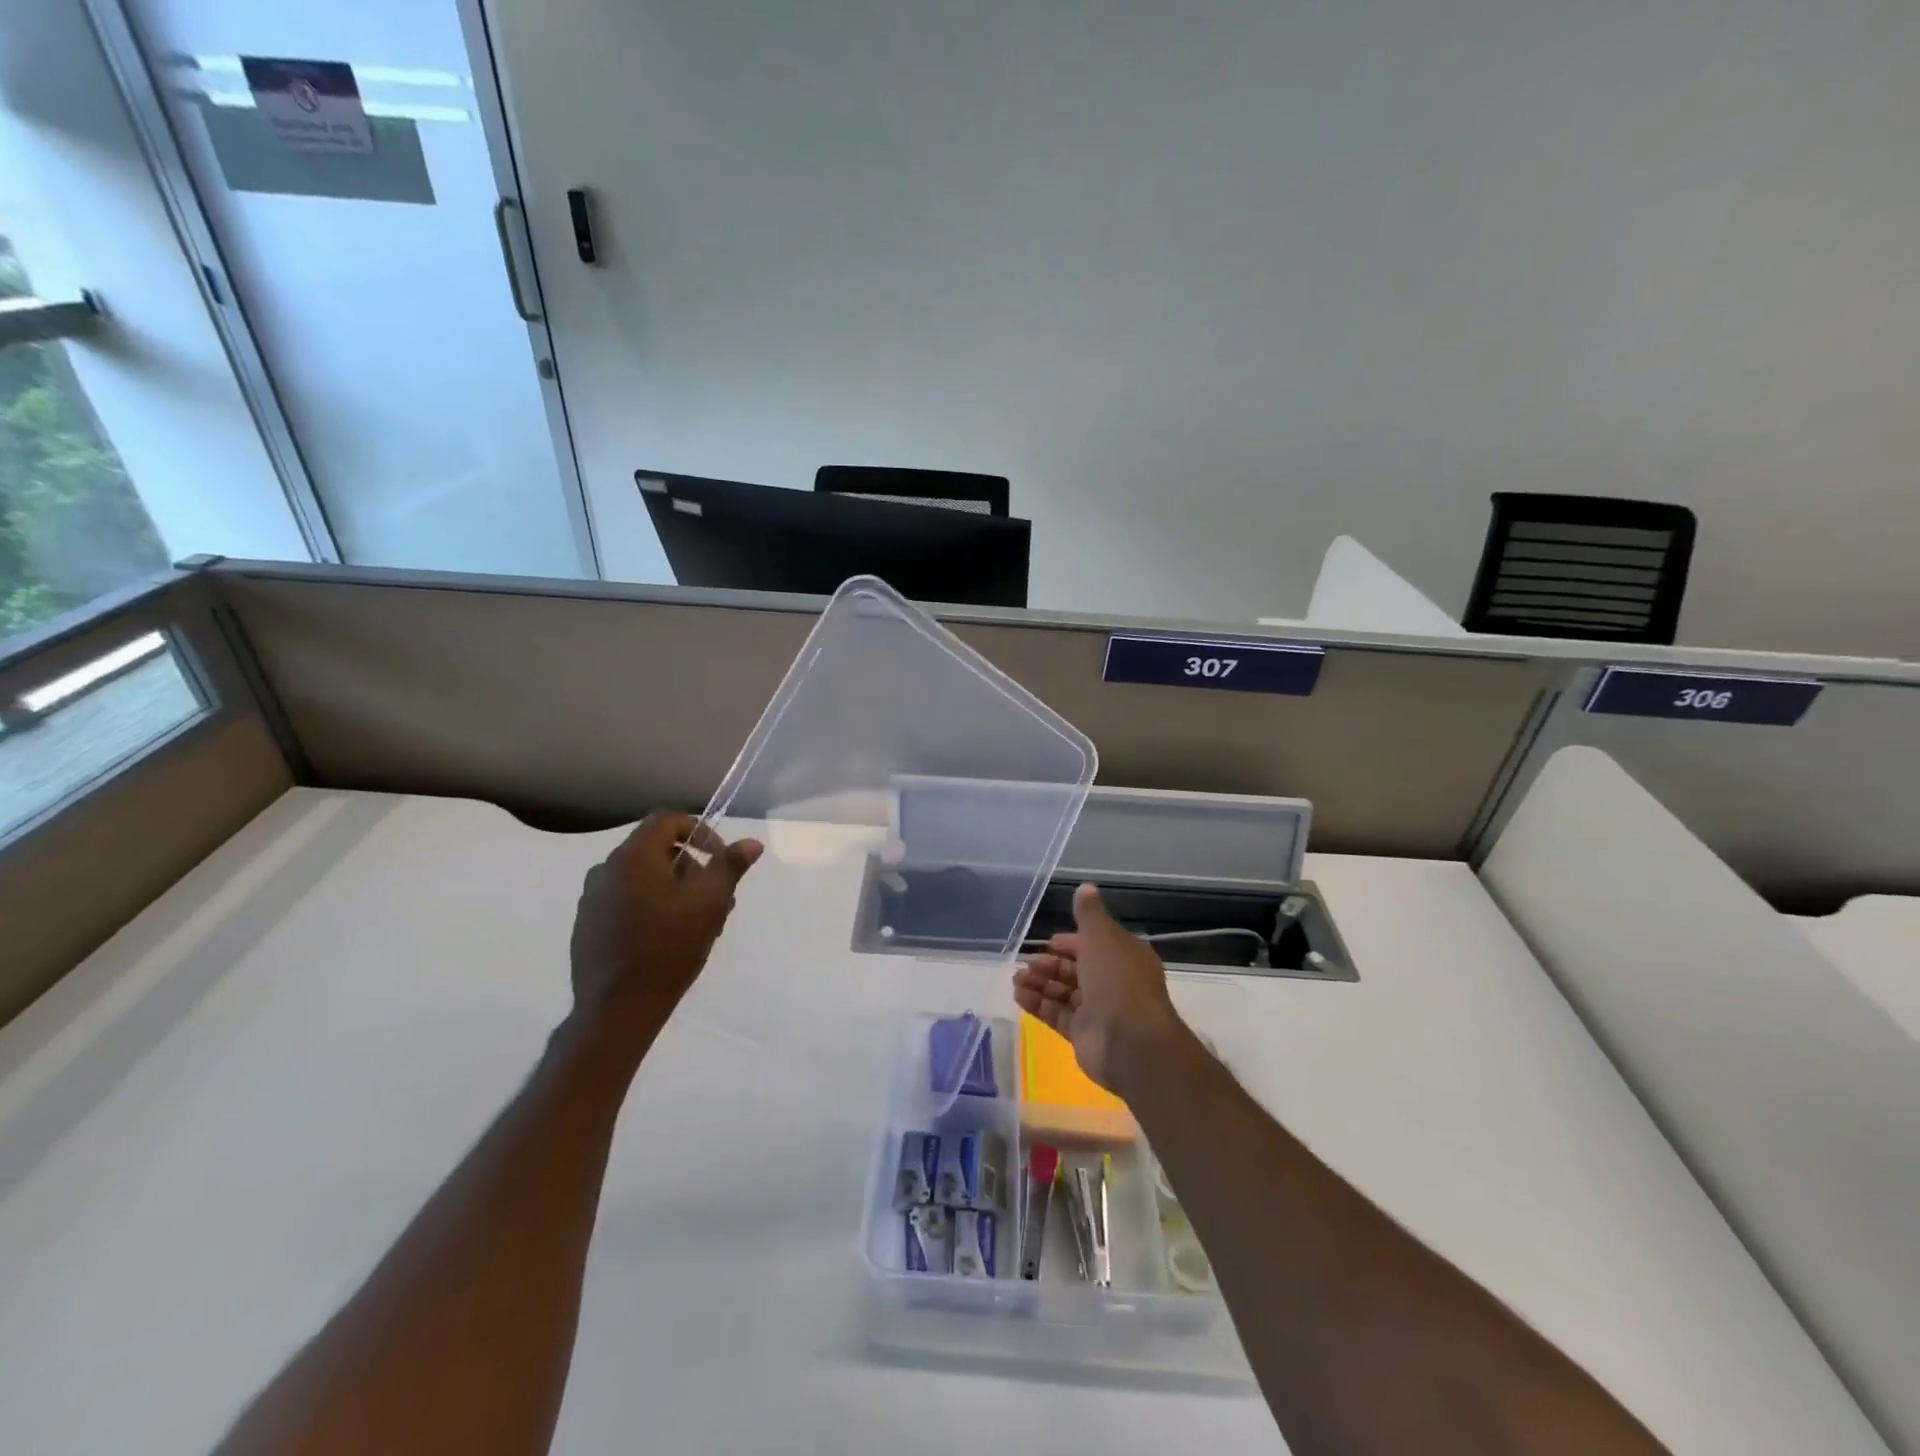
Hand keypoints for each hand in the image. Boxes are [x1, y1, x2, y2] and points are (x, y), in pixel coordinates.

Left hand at [569, 812, 762, 1035]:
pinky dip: (649, 905)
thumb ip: (730, 867)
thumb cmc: (668, 948)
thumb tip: (750, 843)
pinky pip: (624, 900)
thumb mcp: (709, 904)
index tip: (719, 860)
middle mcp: (605, 870)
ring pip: (641, 877)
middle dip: (691, 865)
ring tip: (696, 921)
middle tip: (715, 896)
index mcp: (633, 857)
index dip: (699, 832)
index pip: (667, 821)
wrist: (616, 1010)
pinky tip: (666, 937)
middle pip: (655, 849)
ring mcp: (591, 900)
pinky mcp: (587, 926)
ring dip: (672, 887)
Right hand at [1012, 883, 1184, 1094]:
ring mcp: (1099, 1011)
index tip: (1049, 942)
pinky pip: (1057, 1015)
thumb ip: (1089, 914)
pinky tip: (1018, 996)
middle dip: (1050, 965)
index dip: (1072, 942)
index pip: (1095, 945)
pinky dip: (1038, 1004)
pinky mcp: (1084, 1035)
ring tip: (1016, 979)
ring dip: (1040, 984)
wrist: (1130, 1041)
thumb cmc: (1117, 980)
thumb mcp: (1102, 936)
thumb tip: (1085, 886)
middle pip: (1077, 970)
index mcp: (1124, 957)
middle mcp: (1114, 983)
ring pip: (1064, 993)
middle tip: (1028, 964)